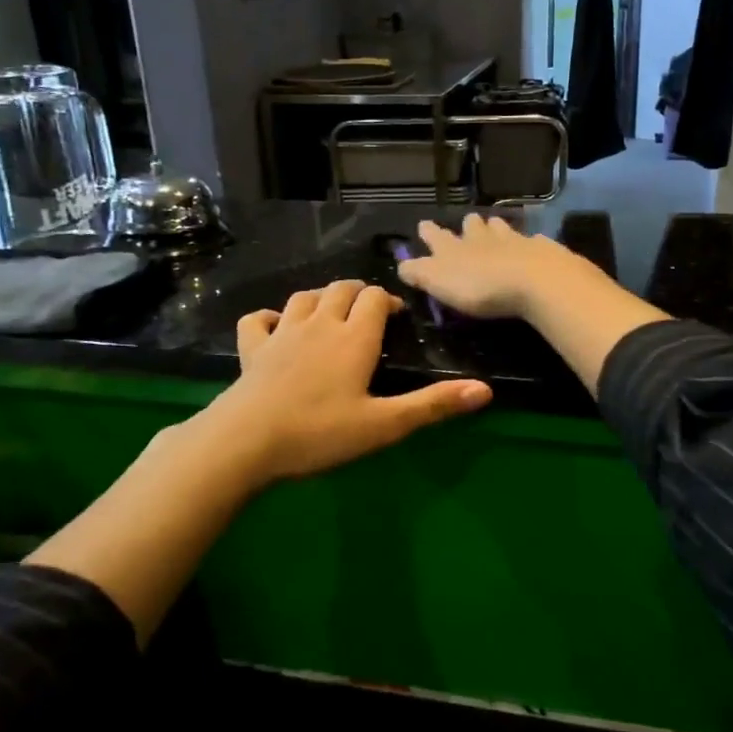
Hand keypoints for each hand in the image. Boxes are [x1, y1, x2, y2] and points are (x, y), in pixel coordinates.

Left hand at [214, 279, 492, 481]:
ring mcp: (282, 333)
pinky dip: (269, 316)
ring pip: (304, 297)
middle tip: (369, 313)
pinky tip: (276, 326)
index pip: (374, 298)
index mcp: (354, 338)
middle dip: (358, 293)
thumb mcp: (384, 425)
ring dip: (321, 298)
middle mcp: (319, 324)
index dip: (388, 300)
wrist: (246, 441)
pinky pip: (258, 319)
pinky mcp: (251, 349)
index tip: (395, 317)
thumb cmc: (320, 433)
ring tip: (331, 313)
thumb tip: (486, 390)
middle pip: (341, 289)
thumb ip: (433, 405)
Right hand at [395, 215, 595, 318]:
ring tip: (495, 226)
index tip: (423, 224)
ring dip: (496, 227)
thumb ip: (419, 273)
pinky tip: (532, 245)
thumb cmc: (479, 286)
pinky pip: (532, 242)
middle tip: (468, 223)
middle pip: (472, 226)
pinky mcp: (541, 250)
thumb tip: (401, 265)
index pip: (436, 237)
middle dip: (467, 225)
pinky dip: (528, 243)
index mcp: (454, 248)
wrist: (534, 280)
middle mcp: (482, 238)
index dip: (429, 232)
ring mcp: (514, 240)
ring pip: (501, 227)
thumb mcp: (439, 282)